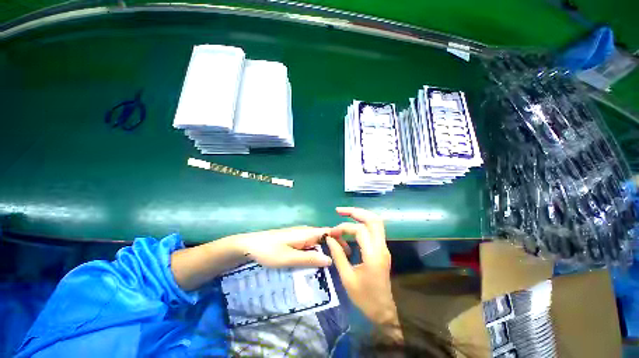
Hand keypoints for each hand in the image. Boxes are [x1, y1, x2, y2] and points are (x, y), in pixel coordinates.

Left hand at [233, 226, 349, 267]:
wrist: (249, 245)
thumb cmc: (269, 251)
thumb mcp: (289, 258)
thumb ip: (310, 259)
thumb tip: (330, 260)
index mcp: (306, 233)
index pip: (328, 232)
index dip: (340, 239)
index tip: (349, 251)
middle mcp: (305, 231)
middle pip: (325, 235)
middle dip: (336, 245)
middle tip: (345, 260)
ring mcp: (299, 234)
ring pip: (318, 239)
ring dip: (328, 248)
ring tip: (336, 261)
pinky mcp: (295, 239)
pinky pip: (311, 243)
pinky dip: (318, 250)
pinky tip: (318, 259)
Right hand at [325, 207, 401, 340]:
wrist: (383, 311)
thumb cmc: (364, 298)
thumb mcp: (347, 278)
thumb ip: (338, 255)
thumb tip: (329, 238)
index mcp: (373, 255)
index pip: (360, 230)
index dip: (344, 227)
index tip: (332, 233)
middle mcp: (381, 247)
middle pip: (373, 220)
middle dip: (356, 212)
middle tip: (340, 210)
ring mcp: (384, 247)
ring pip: (376, 222)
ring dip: (360, 215)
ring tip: (345, 213)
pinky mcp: (382, 249)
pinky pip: (374, 229)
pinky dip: (363, 222)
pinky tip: (353, 224)